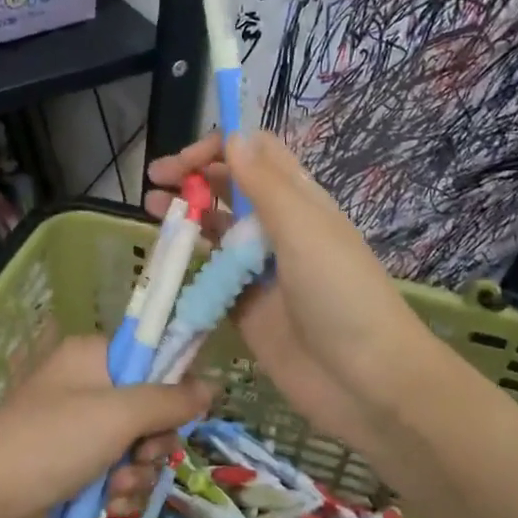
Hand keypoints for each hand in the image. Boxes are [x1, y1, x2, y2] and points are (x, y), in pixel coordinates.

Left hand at [0, 335, 210, 517]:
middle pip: (151, 409)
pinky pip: (119, 476)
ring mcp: (80, 432)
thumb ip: (169, 400)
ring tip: (114, 487)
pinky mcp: (75, 471)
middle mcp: (87, 388)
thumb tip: (213, 385)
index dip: (171, 385)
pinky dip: (119, 493)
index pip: (150, 357)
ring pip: (138, 449)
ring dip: (137, 474)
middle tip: (140, 454)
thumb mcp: (118, 415)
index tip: (182, 410)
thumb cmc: (52, 442)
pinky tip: (107, 505)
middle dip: (153, 442)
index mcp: (92, 358)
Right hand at [144, 131, 431, 454]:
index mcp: (299, 201)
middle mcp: (279, 229)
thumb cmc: (341, 294)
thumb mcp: (303, 229)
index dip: (220, 148)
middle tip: (156, 182)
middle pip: (231, 189)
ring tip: (152, 210)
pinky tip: (165, 261)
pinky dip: (189, 266)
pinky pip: (211, 278)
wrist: (365, 381)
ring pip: (217, 231)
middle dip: (195, 178)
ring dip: (187, 216)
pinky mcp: (246, 308)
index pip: (256, 155)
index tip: (183, 162)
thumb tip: (233, 135)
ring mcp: (261, 271)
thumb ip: (265, 184)